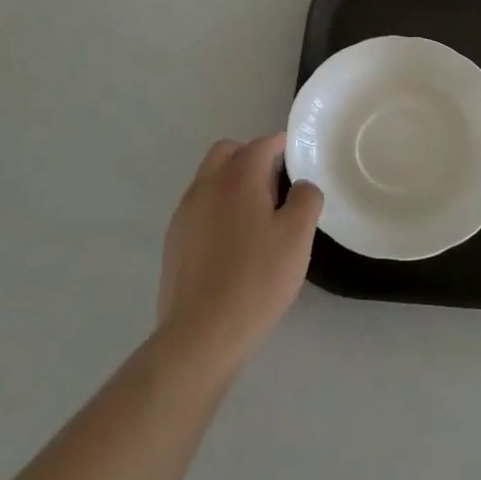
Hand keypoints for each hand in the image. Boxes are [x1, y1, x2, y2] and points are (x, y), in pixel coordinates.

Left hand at [157, 133, 322, 377]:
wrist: (201, 334)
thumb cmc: (256, 280)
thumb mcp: (297, 238)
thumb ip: (306, 199)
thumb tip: (300, 186)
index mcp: (238, 177)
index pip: (261, 144)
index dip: (281, 145)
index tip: (296, 157)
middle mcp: (206, 185)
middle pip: (227, 152)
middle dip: (251, 156)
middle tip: (275, 183)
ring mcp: (185, 212)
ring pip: (209, 178)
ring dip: (231, 181)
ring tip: (256, 215)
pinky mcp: (174, 239)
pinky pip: (199, 206)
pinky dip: (217, 207)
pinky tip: (233, 241)